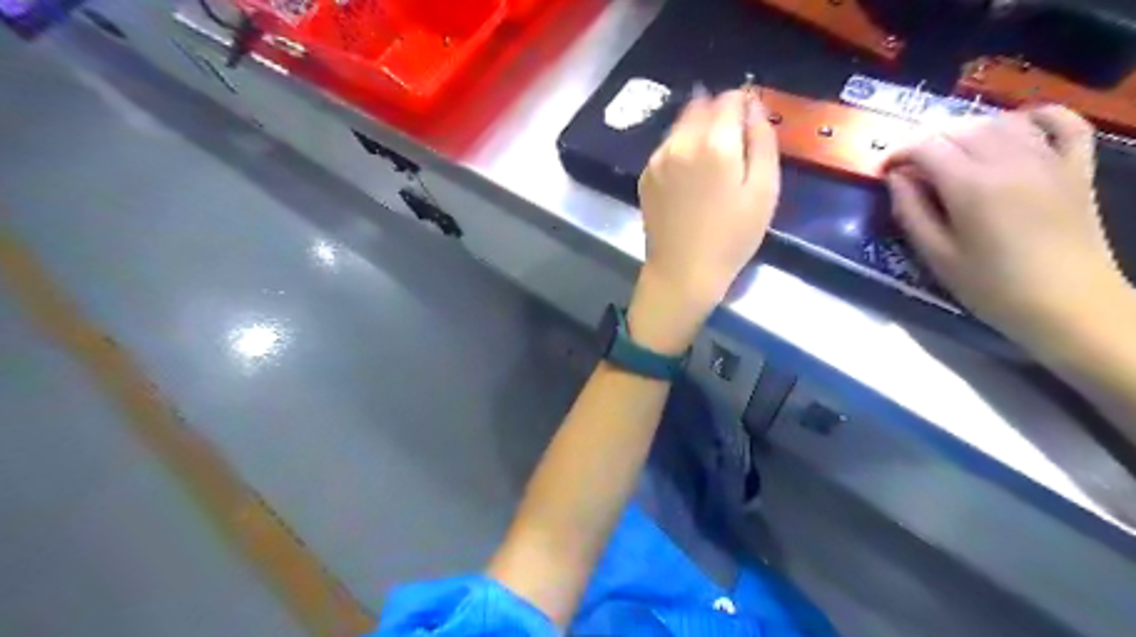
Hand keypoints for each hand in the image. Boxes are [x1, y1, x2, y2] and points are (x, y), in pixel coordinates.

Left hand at [630, 86, 780, 353]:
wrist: (682, 272)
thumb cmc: (732, 237)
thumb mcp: (765, 190)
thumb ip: (762, 140)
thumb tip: (754, 105)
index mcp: (715, 142)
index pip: (730, 98)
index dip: (745, 104)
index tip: (752, 124)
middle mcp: (680, 141)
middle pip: (702, 104)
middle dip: (720, 113)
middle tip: (734, 144)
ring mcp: (658, 158)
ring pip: (681, 124)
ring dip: (699, 129)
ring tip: (712, 162)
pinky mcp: (646, 174)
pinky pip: (667, 146)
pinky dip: (681, 148)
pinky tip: (690, 177)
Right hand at [886, 107, 1125, 350]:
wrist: (1068, 305)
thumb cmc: (992, 287)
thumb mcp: (937, 255)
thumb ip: (912, 211)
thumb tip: (895, 178)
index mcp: (971, 186)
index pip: (926, 147)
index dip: (898, 153)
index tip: (883, 171)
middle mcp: (1010, 161)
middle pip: (961, 128)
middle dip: (928, 140)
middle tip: (910, 166)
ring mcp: (1049, 160)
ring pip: (1002, 122)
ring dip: (969, 129)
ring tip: (951, 152)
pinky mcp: (1077, 168)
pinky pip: (1064, 124)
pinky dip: (1039, 115)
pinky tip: (1018, 123)